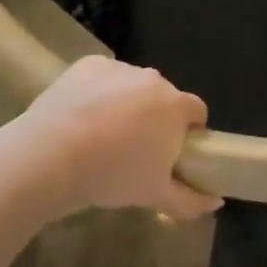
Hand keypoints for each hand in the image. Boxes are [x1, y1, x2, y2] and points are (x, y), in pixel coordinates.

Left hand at [0, 57, 220, 220]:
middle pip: (164, 98)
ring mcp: (120, 68)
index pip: (197, 112)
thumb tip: (216, 201)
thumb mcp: (155, 197)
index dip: (189, 133)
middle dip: (155, 119)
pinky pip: (103, 78)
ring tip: (100, 137)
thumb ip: (191, 200)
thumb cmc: (111, 175)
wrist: (50, 155)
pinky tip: (79, 118)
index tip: (171, 154)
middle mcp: (153, 79)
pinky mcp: (89, 65)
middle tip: (133, 151)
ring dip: (126, 105)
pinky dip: (97, 93)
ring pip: (132, 87)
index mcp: (176, 106)